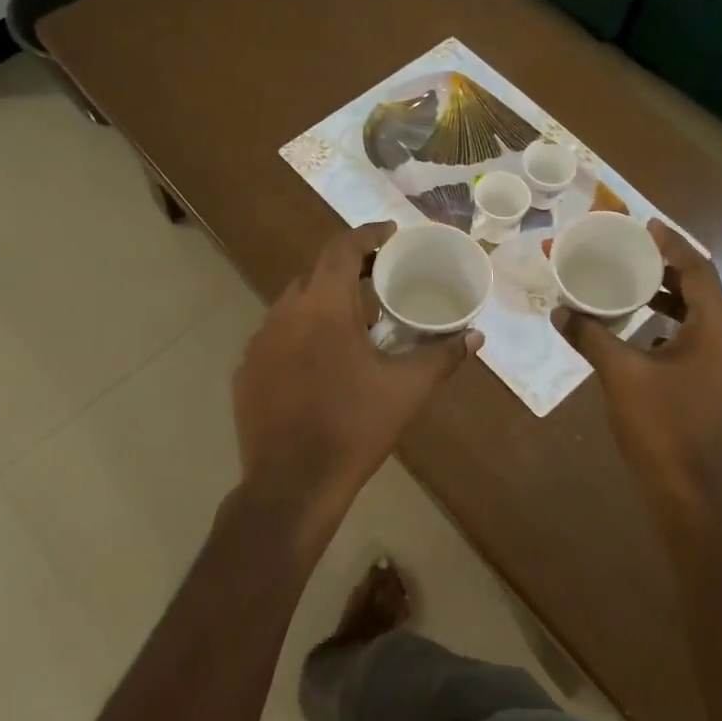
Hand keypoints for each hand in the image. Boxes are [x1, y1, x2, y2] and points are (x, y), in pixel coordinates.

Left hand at [231, 222, 482, 551]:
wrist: (292, 485)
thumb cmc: (354, 427)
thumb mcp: (407, 389)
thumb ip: (442, 355)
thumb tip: (475, 336)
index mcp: (322, 305)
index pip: (342, 248)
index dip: (368, 235)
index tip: (391, 234)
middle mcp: (284, 312)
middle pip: (316, 272)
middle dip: (348, 268)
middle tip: (379, 278)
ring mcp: (259, 341)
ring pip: (294, 304)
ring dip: (324, 302)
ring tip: (355, 321)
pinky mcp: (246, 370)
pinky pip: (277, 335)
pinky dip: (302, 333)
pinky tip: (320, 360)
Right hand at [554, 221, 721, 512]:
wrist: (689, 492)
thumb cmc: (660, 426)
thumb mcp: (620, 374)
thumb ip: (590, 336)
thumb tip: (560, 310)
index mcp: (714, 332)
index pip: (700, 272)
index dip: (674, 245)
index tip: (645, 226)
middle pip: (701, 292)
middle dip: (668, 269)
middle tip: (632, 252)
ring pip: (697, 318)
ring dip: (667, 299)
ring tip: (629, 286)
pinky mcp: (712, 387)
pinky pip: (692, 341)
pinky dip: (667, 326)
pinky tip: (637, 333)